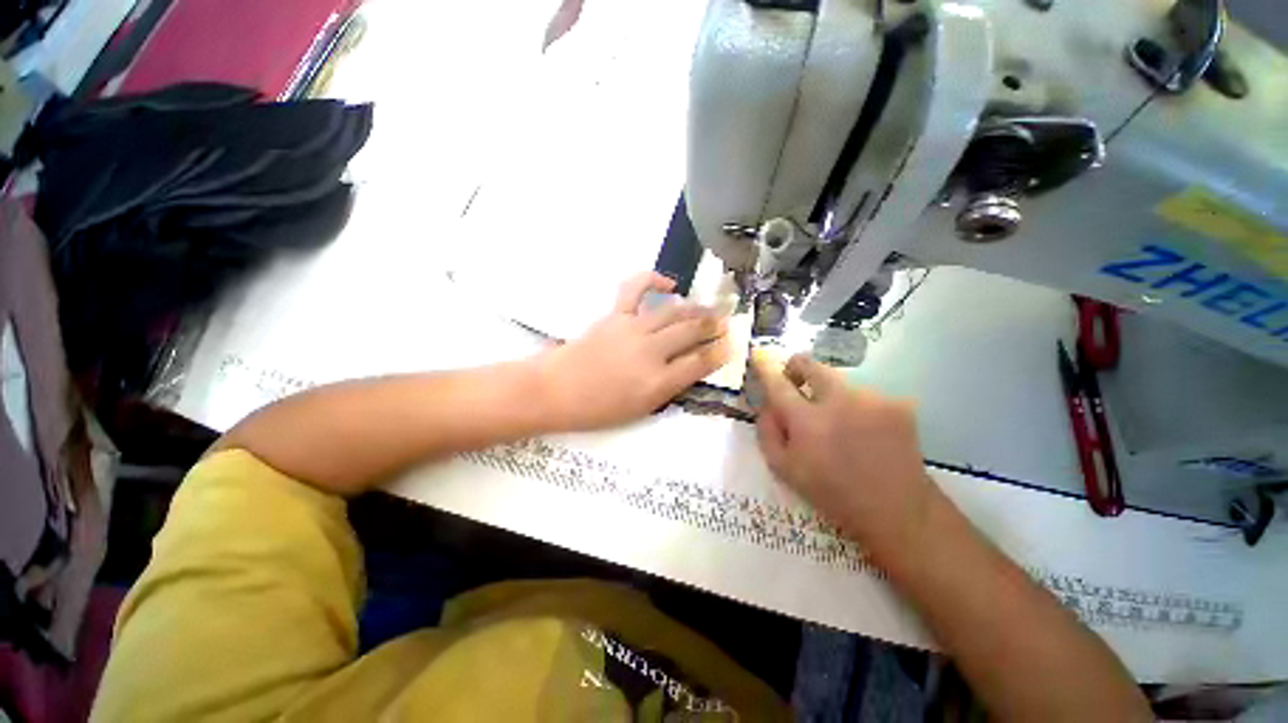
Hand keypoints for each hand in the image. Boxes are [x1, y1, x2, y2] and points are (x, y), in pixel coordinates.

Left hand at [537, 272, 731, 430]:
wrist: (556, 391)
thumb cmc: (597, 408)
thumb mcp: (640, 409)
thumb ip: (668, 388)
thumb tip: (689, 368)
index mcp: (658, 382)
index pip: (699, 363)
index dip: (719, 353)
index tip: (731, 345)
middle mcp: (651, 352)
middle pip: (690, 332)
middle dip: (713, 326)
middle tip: (726, 322)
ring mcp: (633, 329)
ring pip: (673, 312)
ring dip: (695, 309)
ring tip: (708, 308)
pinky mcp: (616, 315)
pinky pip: (637, 289)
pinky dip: (654, 280)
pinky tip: (669, 283)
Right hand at [751, 351, 937, 556]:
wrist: (897, 510)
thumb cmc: (831, 492)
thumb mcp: (784, 469)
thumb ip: (767, 430)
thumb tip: (767, 403)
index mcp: (808, 421)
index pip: (778, 383)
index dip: (765, 366)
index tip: (758, 353)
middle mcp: (840, 402)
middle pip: (811, 364)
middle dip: (797, 368)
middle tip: (796, 384)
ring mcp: (872, 399)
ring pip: (838, 380)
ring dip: (829, 393)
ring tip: (840, 423)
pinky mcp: (897, 403)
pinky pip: (864, 393)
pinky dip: (856, 405)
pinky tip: (865, 430)